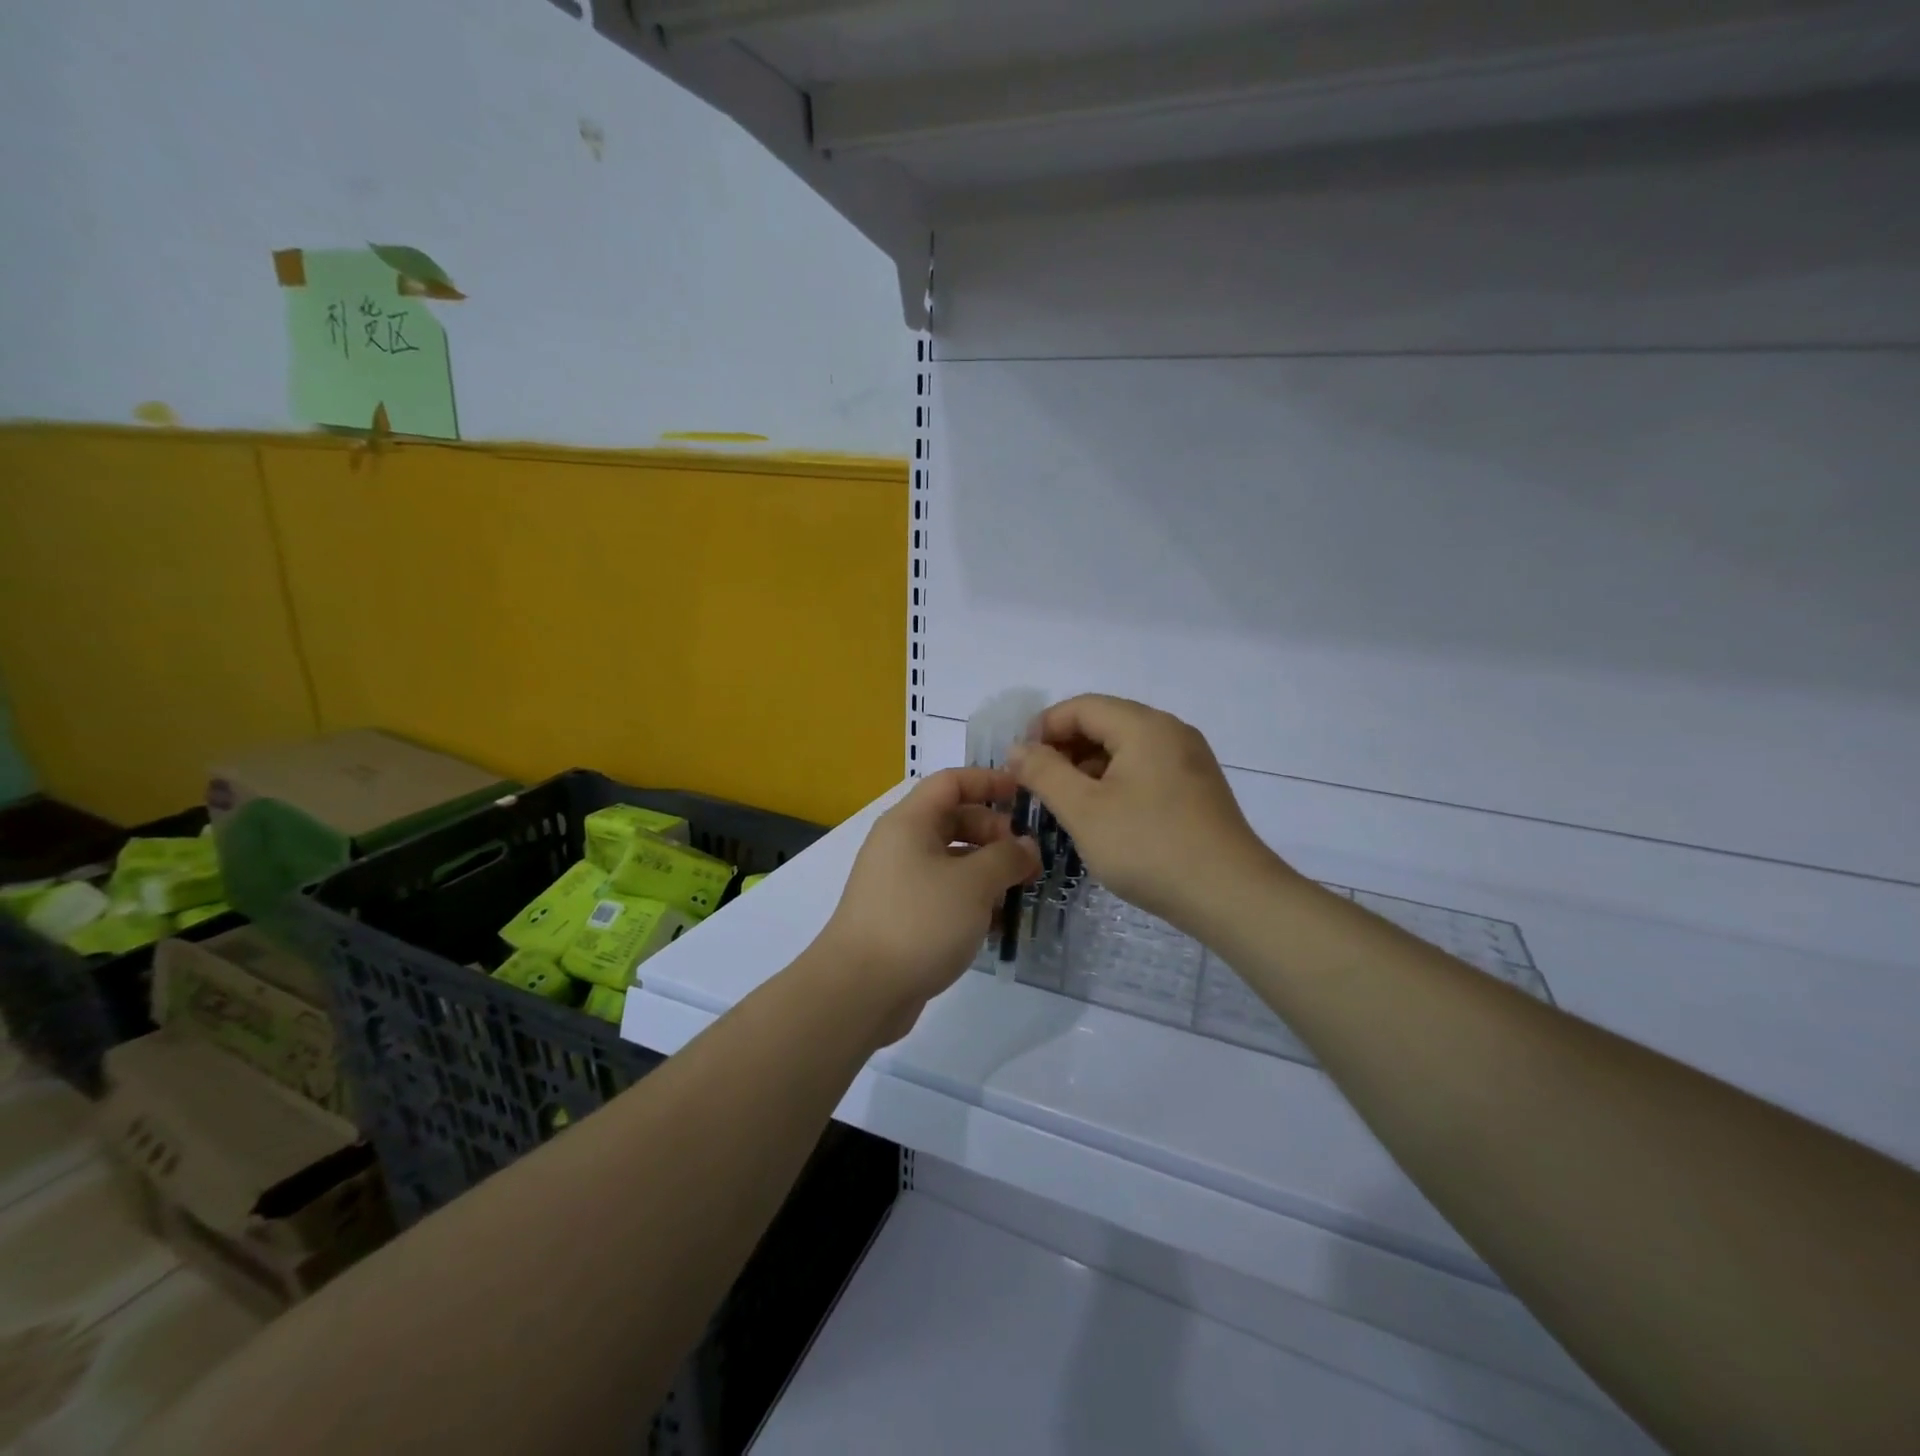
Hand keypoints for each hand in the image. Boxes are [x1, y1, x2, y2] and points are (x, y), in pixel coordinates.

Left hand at [813, 768, 1039, 1042]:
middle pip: (953, 821)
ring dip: (987, 871)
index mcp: (909, 822)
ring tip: (1020, 892)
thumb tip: (1025, 847)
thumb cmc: (919, 921)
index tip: (1024, 794)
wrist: (859, 990)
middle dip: (994, 833)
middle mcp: (900, 845)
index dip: (988, 781)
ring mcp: (898, 883)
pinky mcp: (901, 917)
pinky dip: (970, 901)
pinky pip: (942, 894)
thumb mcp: (973, 883)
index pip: (951, 782)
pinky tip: (996, 925)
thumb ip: (1006, 857)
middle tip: (1028, 859)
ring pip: (951, 861)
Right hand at [1009, 695, 1284, 932]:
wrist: (1230, 895)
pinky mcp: (1197, 788)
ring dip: (1088, 767)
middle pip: (1105, 723)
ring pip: (1125, 748)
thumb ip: (1044, 773)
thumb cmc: (1149, 847)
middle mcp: (1170, 731)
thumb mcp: (1084, 810)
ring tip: (1065, 804)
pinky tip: (1103, 816)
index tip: (1018, 764)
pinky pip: (1145, 769)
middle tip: (1037, 785)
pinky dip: (1115, 782)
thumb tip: (1017, 748)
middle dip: (1064, 749)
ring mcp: (1189, 760)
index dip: (1043, 728)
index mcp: (1144, 726)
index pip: (1081, 707)